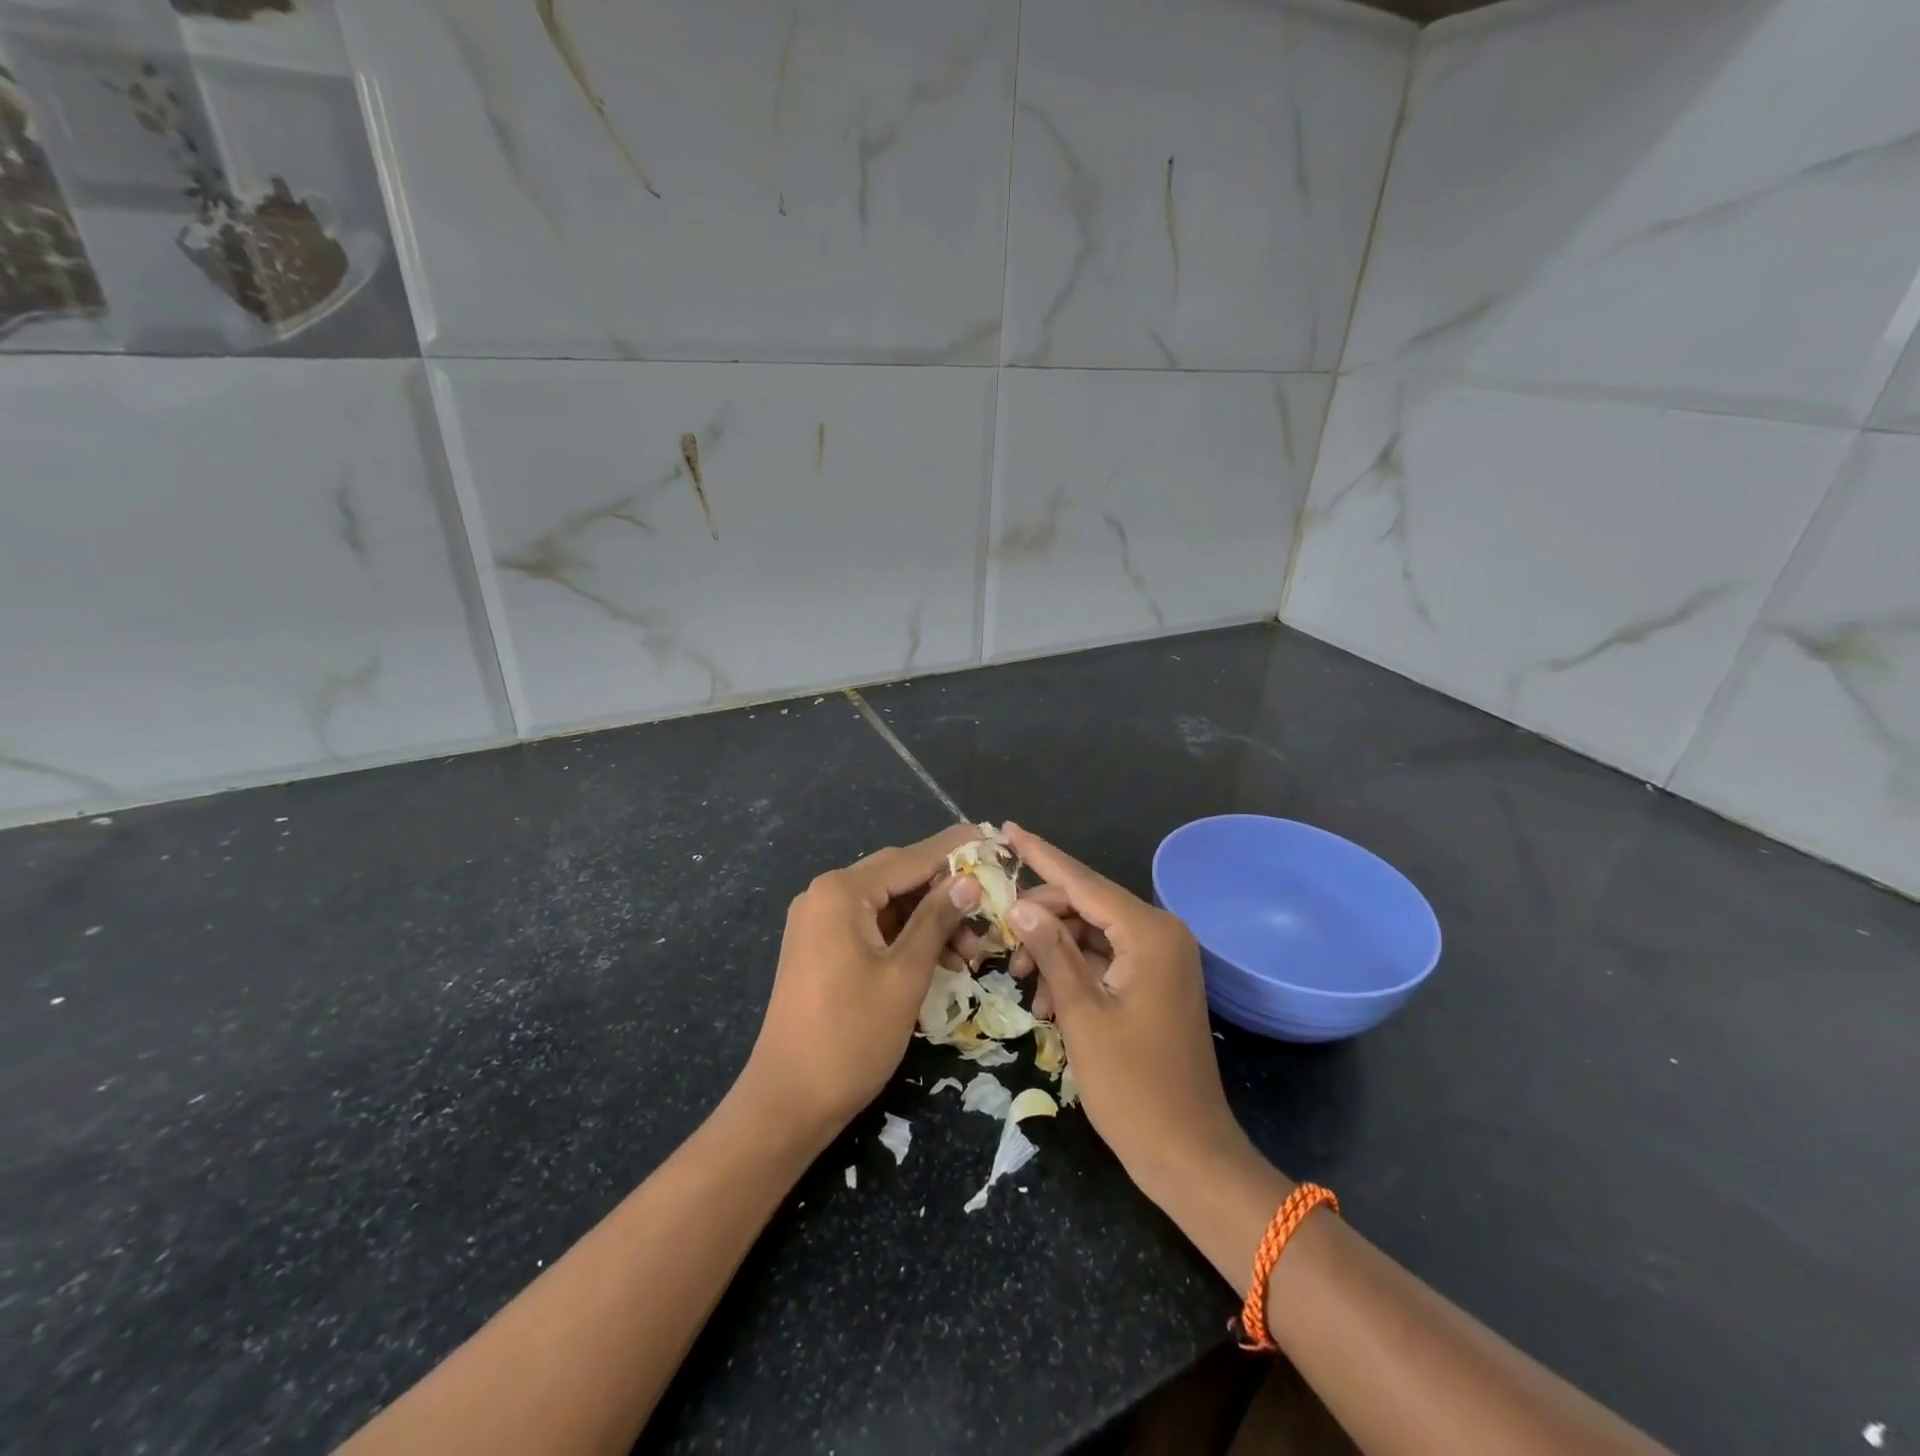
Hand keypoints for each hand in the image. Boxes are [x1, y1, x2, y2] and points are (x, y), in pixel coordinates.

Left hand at [742, 825, 980, 1138]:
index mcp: (841, 892)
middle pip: (898, 877)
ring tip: (970, 952)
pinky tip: (939, 959)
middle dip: (945, 892)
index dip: (954, 850)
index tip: (991, 838)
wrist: (787, 1102)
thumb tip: (968, 881)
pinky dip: (906, 937)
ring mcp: (819, 922)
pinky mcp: (820, 948)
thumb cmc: (851, 1037)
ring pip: (888, 905)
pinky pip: (872, 927)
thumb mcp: (905, 976)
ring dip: (928, 920)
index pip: (910, 858)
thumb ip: (936, 921)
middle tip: (989, 908)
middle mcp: (825, 895)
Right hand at [1001, 823, 1252, 1198]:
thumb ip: (1052, 951)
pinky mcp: (1157, 980)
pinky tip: (1048, 998)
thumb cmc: (1133, 1088)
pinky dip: (1075, 970)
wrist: (1188, 1154)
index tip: (1005, 829)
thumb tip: (1020, 905)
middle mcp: (1161, 933)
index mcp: (1149, 933)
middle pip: (1086, 905)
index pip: (1082, 882)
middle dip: (1041, 919)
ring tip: (1024, 981)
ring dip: (1055, 949)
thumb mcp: (1082, 1015)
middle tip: (1000, 939)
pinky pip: (1106, 957)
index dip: (1040, 855)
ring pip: (1093, 932)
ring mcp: (1162, 958)